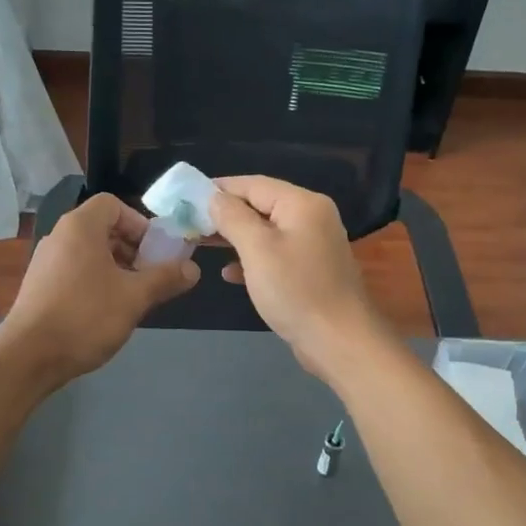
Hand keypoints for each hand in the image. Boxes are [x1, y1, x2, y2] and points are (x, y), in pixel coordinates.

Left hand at [0, 193, 198, 385]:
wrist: (29, 356)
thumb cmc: (86, 317)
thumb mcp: (134, 297)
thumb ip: (166, 278)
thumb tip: (193, 269)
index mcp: (80, 227)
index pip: (113, 204)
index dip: (139, 223)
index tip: (156, 251)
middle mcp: (59, 236)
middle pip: (102, 228)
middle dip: (132, 248)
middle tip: (151, 275)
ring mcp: (45, 262)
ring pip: (89, 252)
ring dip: (116, 267)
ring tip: (133, 296)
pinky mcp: (39, 285)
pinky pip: (74, 270)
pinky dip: (95, 280)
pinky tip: (107, 311)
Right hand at [209, 176, 389, 381]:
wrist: (339, 341)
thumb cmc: (295, 290)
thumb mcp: (257, 249)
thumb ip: (232, 217)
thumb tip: (213, 197)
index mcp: (302, 204)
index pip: (253, 184)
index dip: (219, 188)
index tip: (187, 197)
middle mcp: (312, 217)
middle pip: (260, 205)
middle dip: (224, 214)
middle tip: (190, 223)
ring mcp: (313, 245)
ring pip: (266, 232)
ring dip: (235, 237)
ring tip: (202, 243)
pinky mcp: (311, 271)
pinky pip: (275, 255)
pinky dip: (252, 259)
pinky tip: (229, 273)